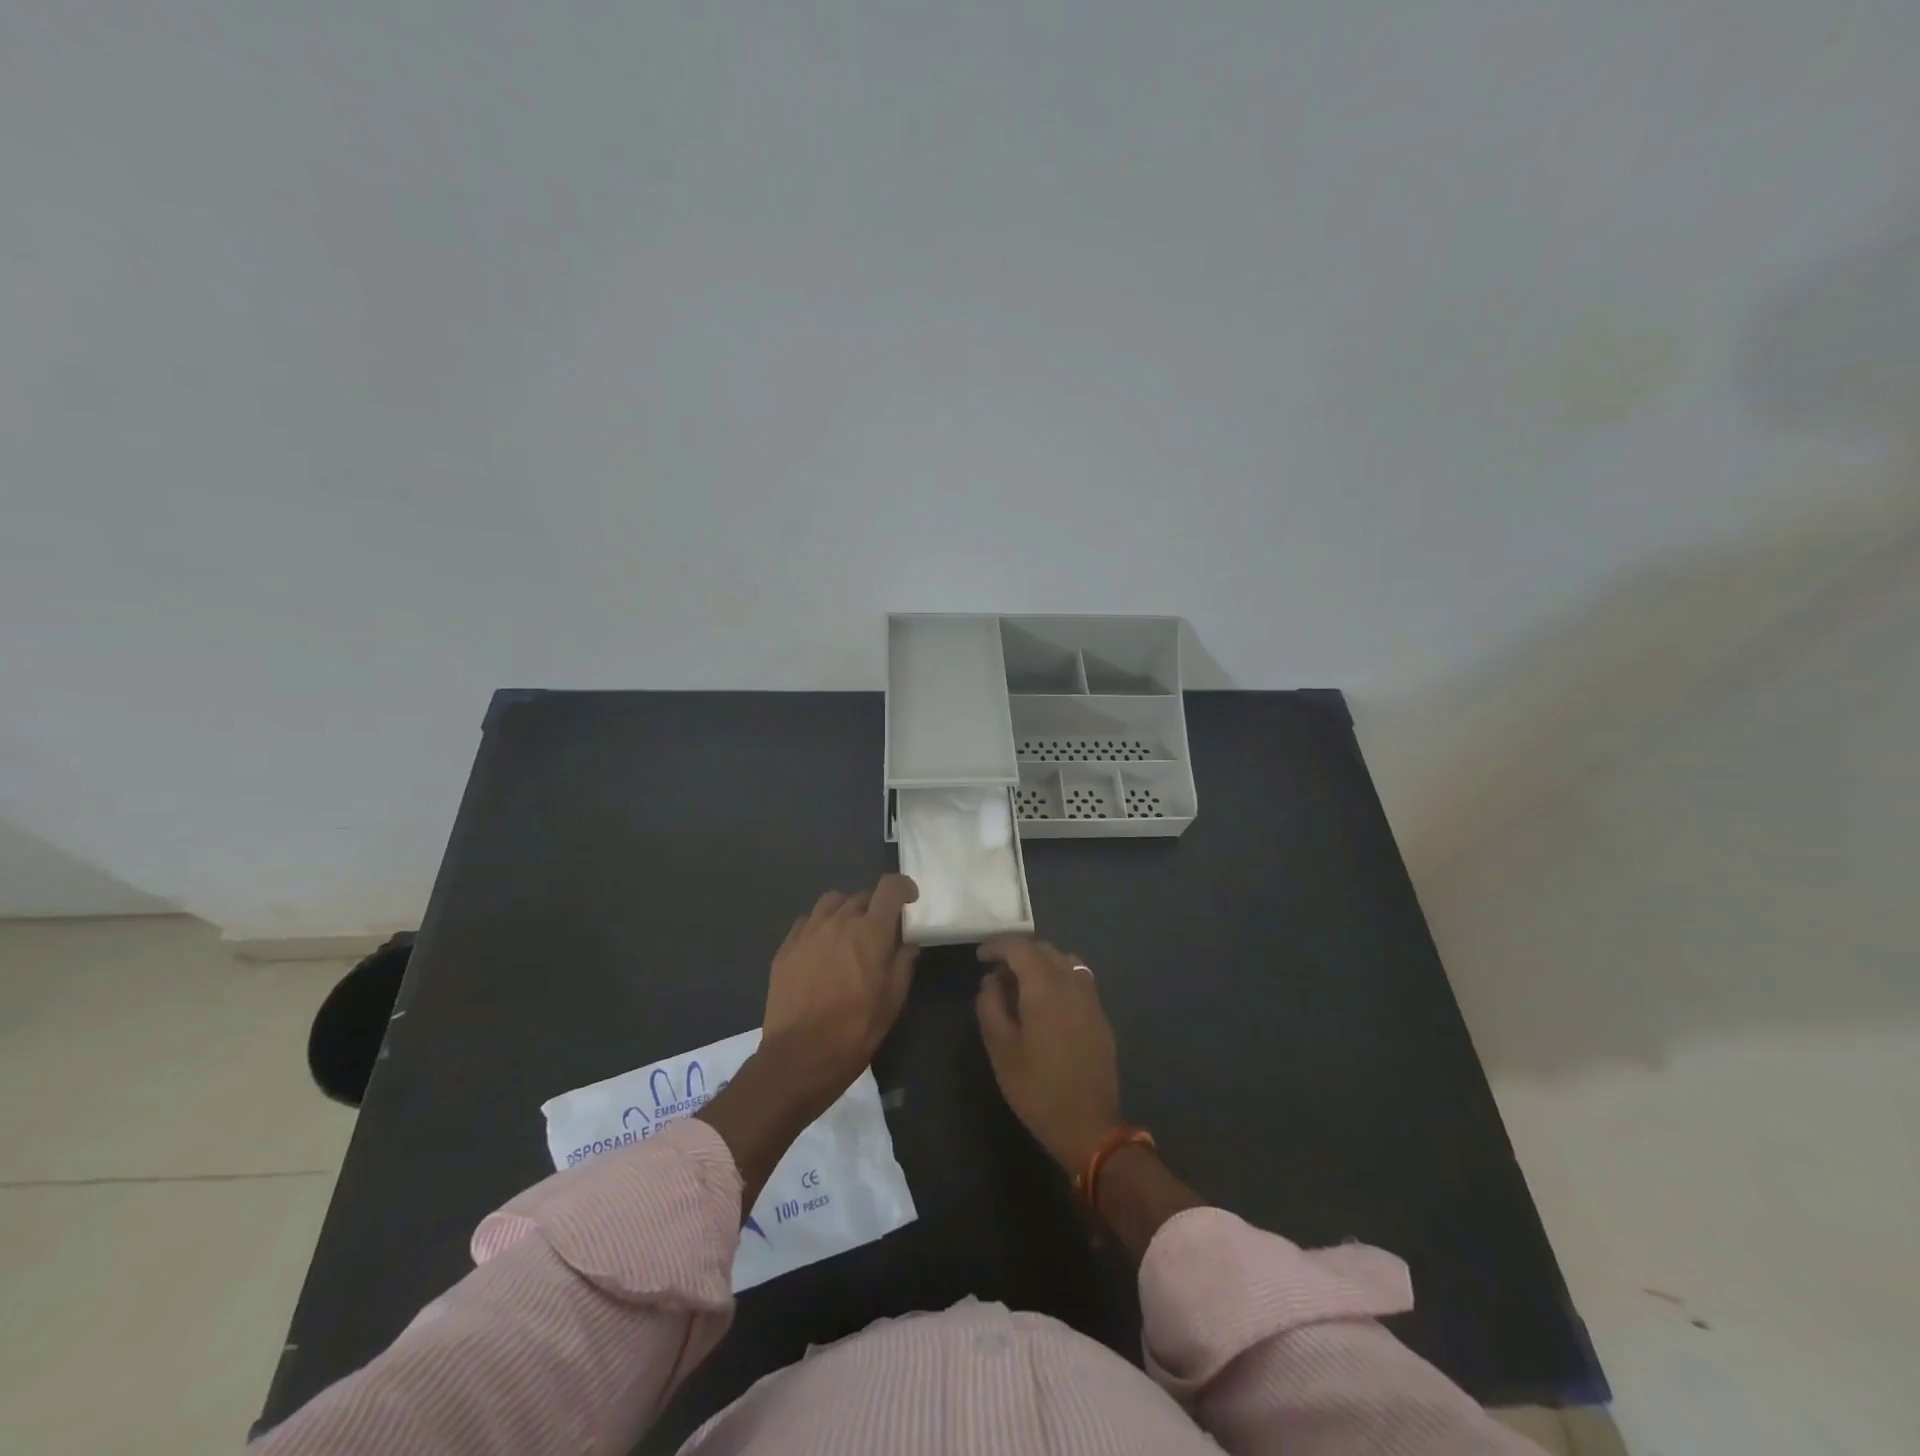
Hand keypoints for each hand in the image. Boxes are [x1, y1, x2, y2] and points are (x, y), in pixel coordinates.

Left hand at [758, 874, 920, 1117]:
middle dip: (875, 907)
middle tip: (879, 931)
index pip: (890, 887)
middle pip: (862, 896)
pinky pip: (807, 921)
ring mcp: (808, 931)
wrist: (799, 1056)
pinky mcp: (786, 947)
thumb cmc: (855, 1030)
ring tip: (848, 934)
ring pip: (832, 902)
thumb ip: (903, 963)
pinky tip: (821, 949)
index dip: (903, 887)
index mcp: (871, 932)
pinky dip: (820, 926)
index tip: (909, 899)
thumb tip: (907, 943)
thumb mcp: (893, 1000)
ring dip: (846, 911)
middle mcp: (839, 921)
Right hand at [975, 937, 1122, 1174]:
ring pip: (1063, 960)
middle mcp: (1071, 981)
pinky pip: (1077, 979)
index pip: (1019, 947)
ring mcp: (1090, 997)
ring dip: (1040, 963)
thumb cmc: (1037, 1087)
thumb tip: (991, 981)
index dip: (997, 945)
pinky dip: (1057, 977)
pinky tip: (1045, 1002)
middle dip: (1017, 953)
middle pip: (1043, 949)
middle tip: (996, 974)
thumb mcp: (1000, 1048)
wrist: (1088, 1124)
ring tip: (1021, 986)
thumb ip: (990, 1005)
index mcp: (1045, 985)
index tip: (980, 956)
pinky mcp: (1100, 1014)